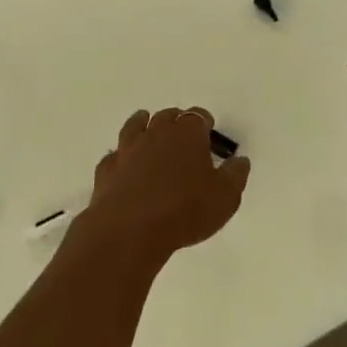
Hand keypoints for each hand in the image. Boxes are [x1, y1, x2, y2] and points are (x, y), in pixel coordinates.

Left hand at [77, 108, 250, 268]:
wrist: (130, 230)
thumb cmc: (185, 210)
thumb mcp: (225, 197)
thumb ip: (236, 175)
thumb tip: (240, 160)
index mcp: (187, 133)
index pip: (198, 116)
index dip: (205, 123)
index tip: (209, 133)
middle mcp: (156, 132)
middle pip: (167, 116)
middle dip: (176, 121)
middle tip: (182, 135)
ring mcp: (128, 149)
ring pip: (136, 126)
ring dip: (144, 125)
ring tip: (147, 128)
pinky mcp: (107, 170)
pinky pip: (115, 155)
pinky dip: (121, 156)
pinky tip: (124, 164)